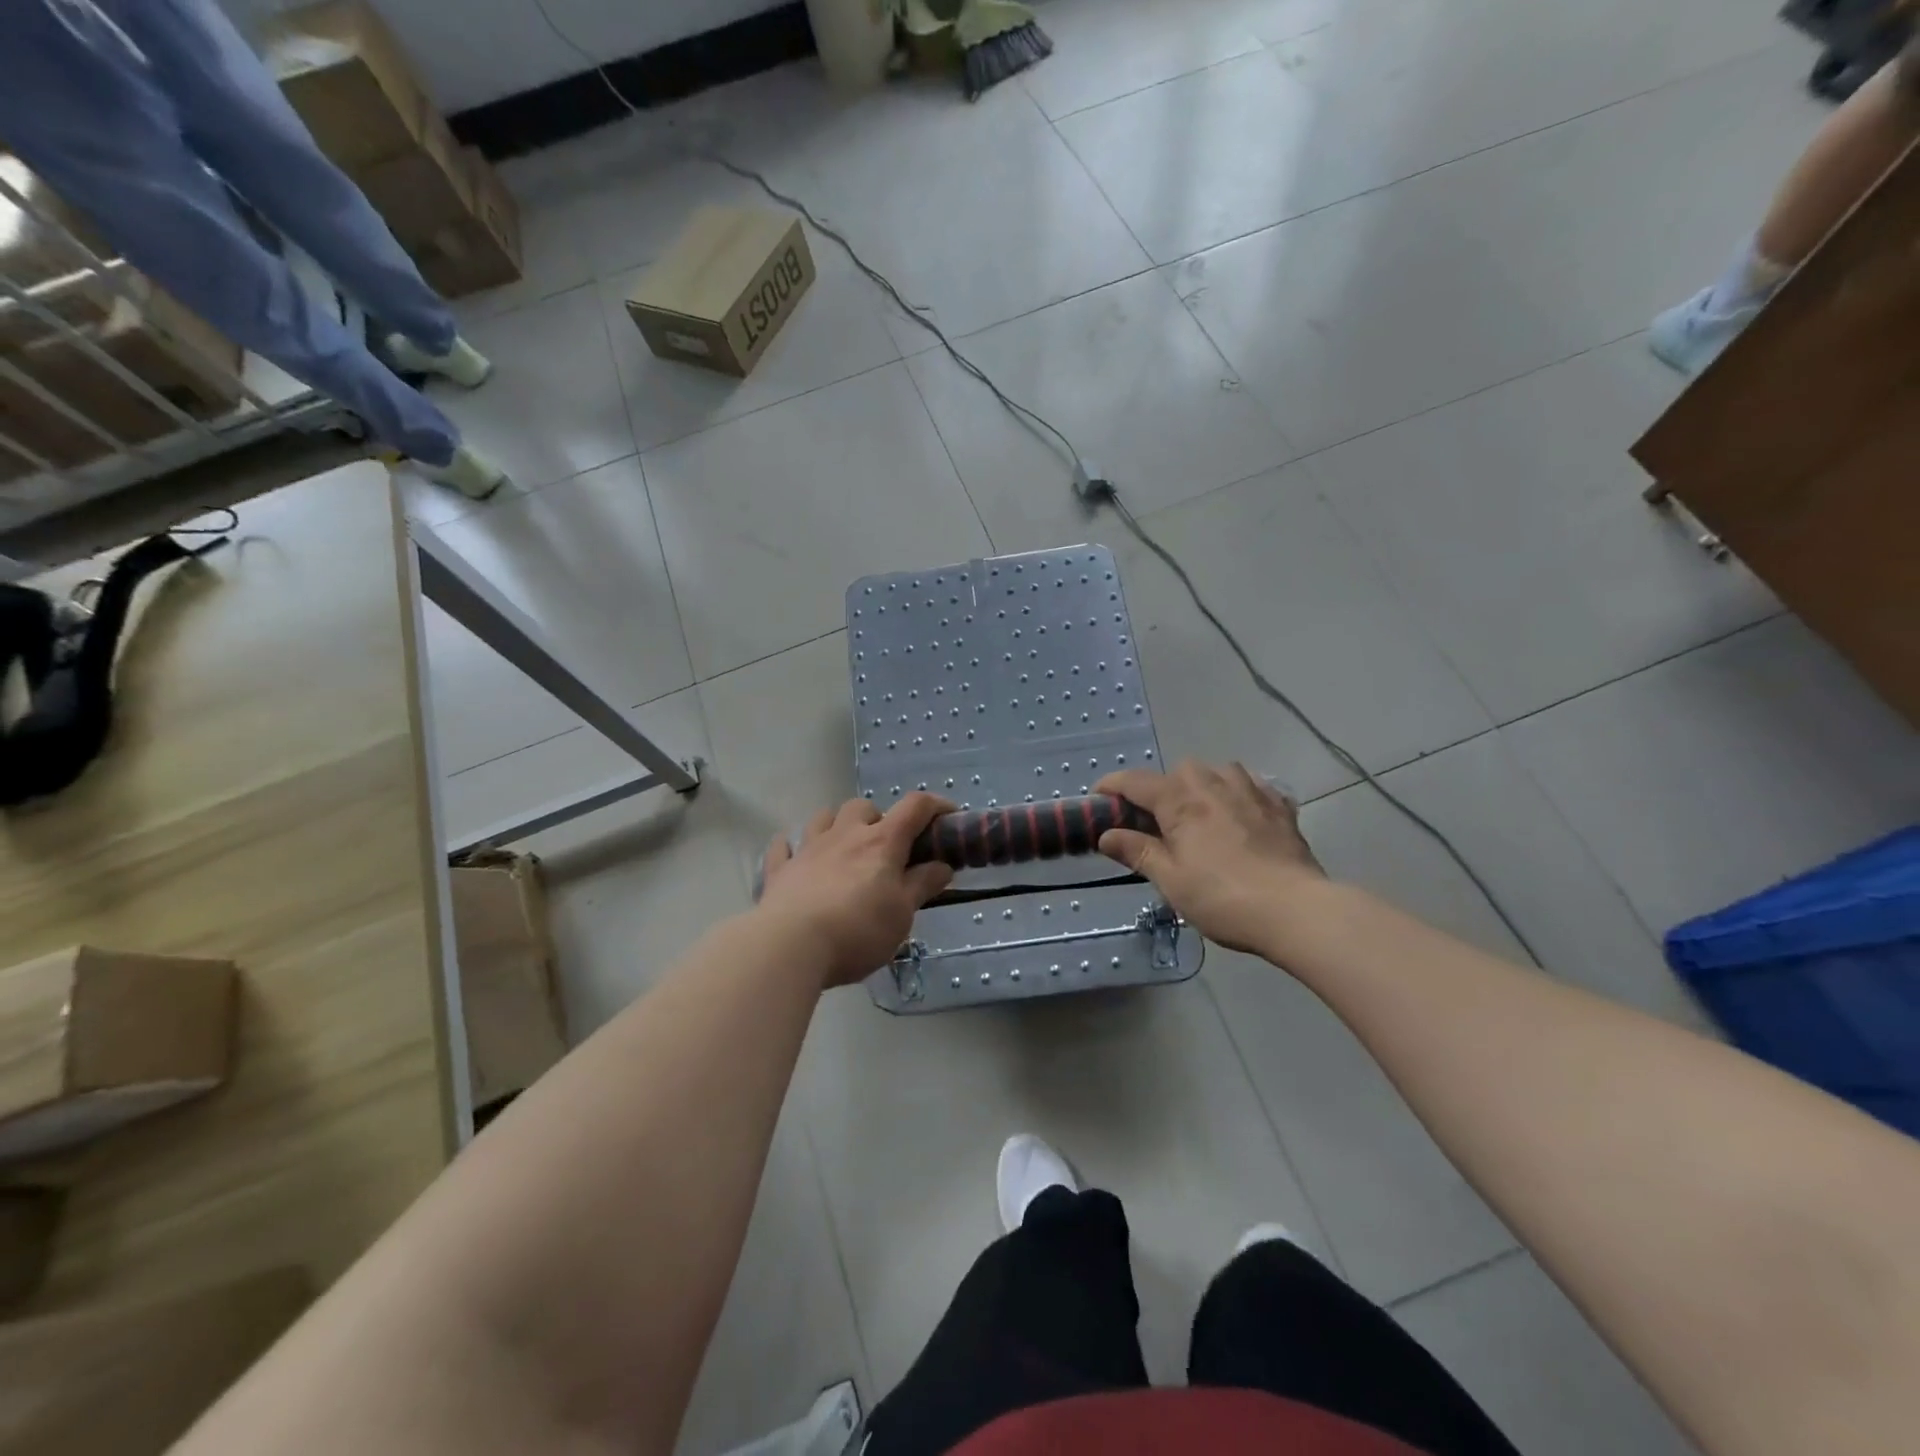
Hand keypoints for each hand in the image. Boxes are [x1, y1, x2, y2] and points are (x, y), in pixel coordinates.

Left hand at [756, 794, 954, 987]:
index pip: (914, 807)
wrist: (790, 946)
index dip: (935, 805)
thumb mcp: (902, 913)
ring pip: (823, 817)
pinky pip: (783, 846)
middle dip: (878, 818)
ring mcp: (808, 849)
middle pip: (863, 806)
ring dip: (837, 824)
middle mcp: (844, 835)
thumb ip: (922, 885)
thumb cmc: (858, 930)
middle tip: (886, 848)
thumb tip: (942, 866)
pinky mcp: (780, 870)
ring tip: (844, 848)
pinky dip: (793, 847)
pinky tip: (797, 857)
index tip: (948, 816)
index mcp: (881, 842)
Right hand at [1095, 761, 1325, 953]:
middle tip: (1157, 821)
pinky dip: (1240, 794)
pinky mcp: (1280, 807)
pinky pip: (1254, 786)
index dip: (1112, 786)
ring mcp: (1252, 792)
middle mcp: (1214, 784)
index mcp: (1180, 801)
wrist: (1296, 910)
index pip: (1136, 782)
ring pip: (1219, 771)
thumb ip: (1138, 852)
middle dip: (1162, 787)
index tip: (1098, 798)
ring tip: (1200, 812)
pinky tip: (1241, 814)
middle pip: (1179, 771)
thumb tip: (1106, 835)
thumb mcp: (1170, 880)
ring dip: (1203, 784)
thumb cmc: (1222, 897)